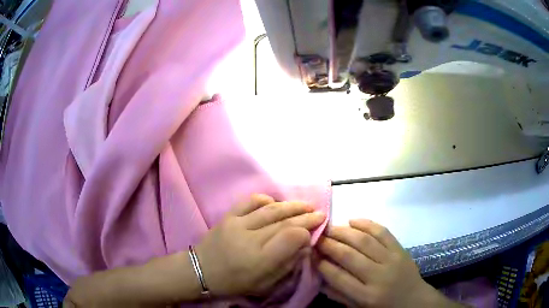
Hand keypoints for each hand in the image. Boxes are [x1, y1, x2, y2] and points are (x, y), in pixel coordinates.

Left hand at [195, 194, 325, 296]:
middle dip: (306, 217)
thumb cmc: (235, 282)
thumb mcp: (265, 284)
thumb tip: (304, 246)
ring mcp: (237, 223)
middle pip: (284, 222)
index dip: (307, 233)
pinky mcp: (228, 216)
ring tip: (306, 205)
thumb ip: (286, 265)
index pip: (291, 237)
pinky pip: (249, 201)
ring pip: (270, 210)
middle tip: (320, 213)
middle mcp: (250, 238)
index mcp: (260, 259)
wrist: (201, 271)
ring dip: (292, 205)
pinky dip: (265, 199)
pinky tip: (275, 202)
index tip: (314, 233)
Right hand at [317, 219, 456, 307]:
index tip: (311, 254)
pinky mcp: (400, 249)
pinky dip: (367, 223)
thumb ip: (338, 294)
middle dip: (329, 244)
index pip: (338, 277)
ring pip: (364, 240)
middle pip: (349, 255)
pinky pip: (383, 232)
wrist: (414, 300)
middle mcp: (378, 276)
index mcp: (366, 296)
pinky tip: (353, 220)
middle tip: (316, 236)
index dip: (321, 263)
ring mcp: (391, 260)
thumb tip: (318, 276)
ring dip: (344, 231)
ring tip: (330, 227)